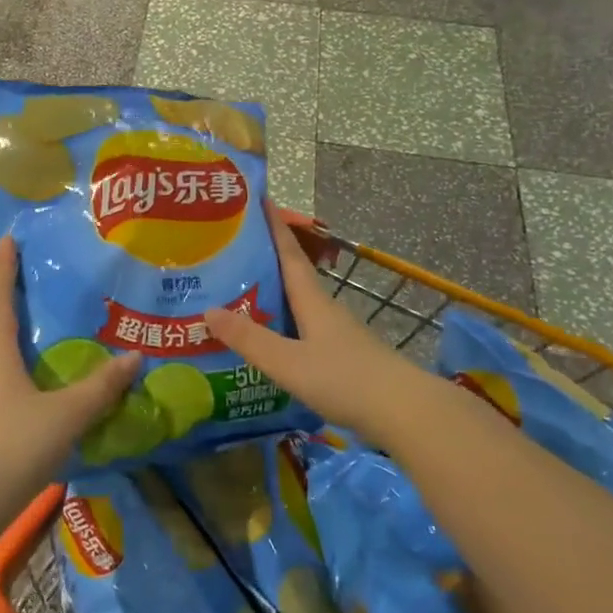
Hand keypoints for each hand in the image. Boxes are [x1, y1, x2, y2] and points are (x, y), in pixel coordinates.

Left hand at [0, 237, 139, 520]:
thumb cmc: (10, 447)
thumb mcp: (65, 415)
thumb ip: (100, 388)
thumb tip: (135, 357)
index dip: (4, 267)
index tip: (8, 239)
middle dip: (14, 297)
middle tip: (42, 278)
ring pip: (0, 355)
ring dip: (20, 336)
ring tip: (52, 328)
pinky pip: (5, 383)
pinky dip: (24, 370)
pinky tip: (45, 384)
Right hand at [203, 208, 426, 440]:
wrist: (405, 413)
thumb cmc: (345, 380)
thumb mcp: (288, 362)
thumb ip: (249, 339)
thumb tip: (206, 310)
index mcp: (313, 301)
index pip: (289, 253)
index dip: (274, 227)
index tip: (259, 200)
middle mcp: (326, 309)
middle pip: (293, 275)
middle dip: (266, 258)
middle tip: (232, 249)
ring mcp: (338, 333)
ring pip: (300, 303)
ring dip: (274, 293)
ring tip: (240, 292)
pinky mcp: (344, 356)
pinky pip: (305, 329)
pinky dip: (284, 323)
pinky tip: (270, 338)